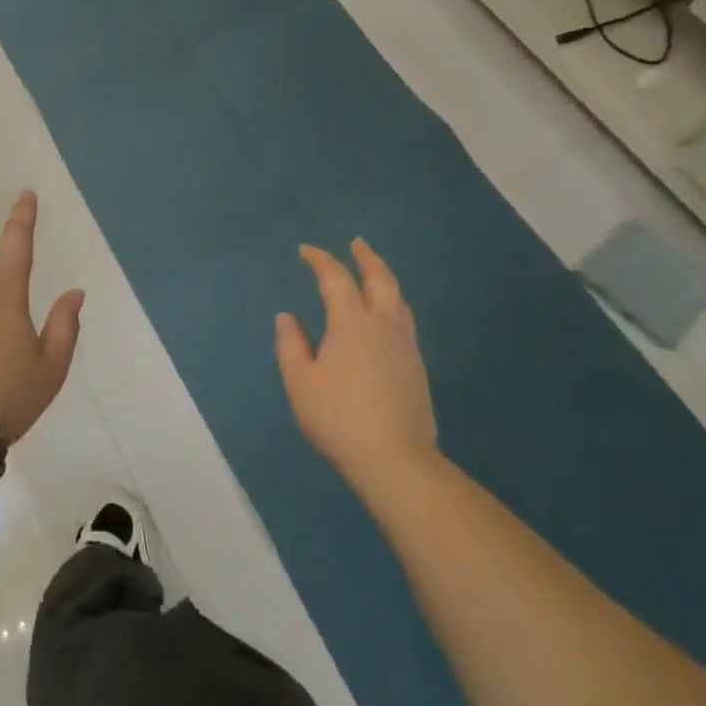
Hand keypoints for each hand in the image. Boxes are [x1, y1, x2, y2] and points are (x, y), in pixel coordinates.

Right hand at [275, 240, 439, 485]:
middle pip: (380, 280)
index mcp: (351, 323)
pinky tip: (386, 316)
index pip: (335, 278)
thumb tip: (287, 317)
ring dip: (384, 279)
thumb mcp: (300, 383)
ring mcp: (405, 346)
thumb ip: (291, 345)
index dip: (320, 260)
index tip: (306, 251)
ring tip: (374, 274)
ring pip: (398, 300)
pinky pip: (404, 320)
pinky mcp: (417, 368)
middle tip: (357, 243)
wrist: (396, 461)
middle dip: (367, 258)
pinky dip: (392, 304)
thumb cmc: (339, 418)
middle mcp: (383, 325)